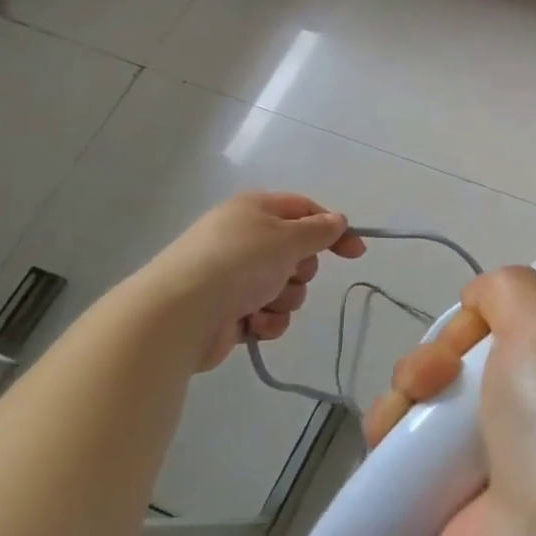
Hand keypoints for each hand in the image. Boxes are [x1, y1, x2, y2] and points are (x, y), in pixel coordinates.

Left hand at [137, 192, 365, 371]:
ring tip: (263, 305)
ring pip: (286, 287)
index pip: (305, 210)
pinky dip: (267, 321)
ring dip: (284, 299)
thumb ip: (319, 231)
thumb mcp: (288, 237)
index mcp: (254, 211)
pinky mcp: (229, 311)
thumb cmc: (238, 263)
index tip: (356, 253)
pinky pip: (268, 314)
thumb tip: (338, 222)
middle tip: (288, 274)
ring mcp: (234, 276)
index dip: (333, 229)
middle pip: (297, 252)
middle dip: (302, 270)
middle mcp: (244, 239)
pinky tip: (253, 324)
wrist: (179, 314)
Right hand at [367, 267, 535, 535]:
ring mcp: (497, 478)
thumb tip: (480, 301)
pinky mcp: (452, 529)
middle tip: (431, 377)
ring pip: (429, 417)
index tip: (468, 333)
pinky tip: (383, 446)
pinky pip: (406, 475)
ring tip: (402, 412)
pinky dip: (385, 454)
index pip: (515, 332)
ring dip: (402, 399)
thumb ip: (514, 292)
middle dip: (432, 360)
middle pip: (463, 371)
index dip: (477, 323)